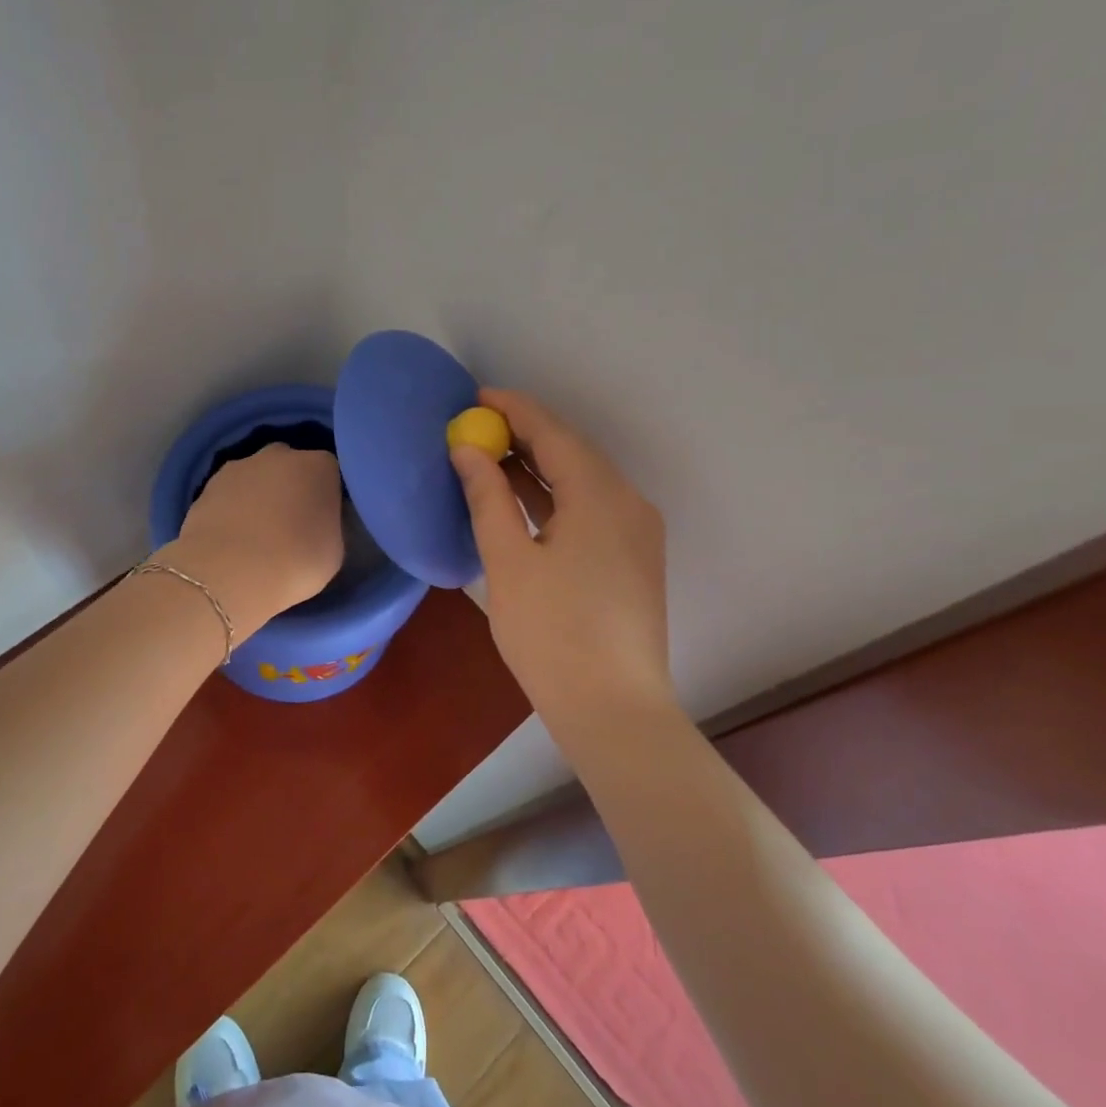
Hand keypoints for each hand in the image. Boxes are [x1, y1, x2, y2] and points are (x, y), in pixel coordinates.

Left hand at [161, 444, 344, 635]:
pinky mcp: (207, 485)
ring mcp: (240, 466)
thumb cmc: (295, 563)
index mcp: (319, 466)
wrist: (227, 574)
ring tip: (258, 535)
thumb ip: (329, 525)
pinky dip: (234, 508)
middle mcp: (280, 455)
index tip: (325, 521)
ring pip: (258, 477)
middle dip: (293, 488)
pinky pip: (231, 494)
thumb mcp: (334, 551)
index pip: (331, 474)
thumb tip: (318, 522)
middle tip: (292, 525)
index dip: (328, 497)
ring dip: (260, 496)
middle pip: (292, 467)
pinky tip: (233, 537)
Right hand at [450, 389, 674, 724]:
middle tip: (477, 428)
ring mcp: (637, 531)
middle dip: (525, 436)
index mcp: (599, 495)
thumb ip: (487, 497)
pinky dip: (556, 497)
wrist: (614, 709)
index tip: (476, 397)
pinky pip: (592, 508)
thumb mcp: (508, 561)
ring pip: (584, 481)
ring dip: (539, 467)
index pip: (553, 433)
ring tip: (491, 459)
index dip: (513, 410)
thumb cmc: (552, 634)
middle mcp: (628, 502)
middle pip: (572, 452)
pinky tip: (524, 503)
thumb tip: (468, 451)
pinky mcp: (634, 558)